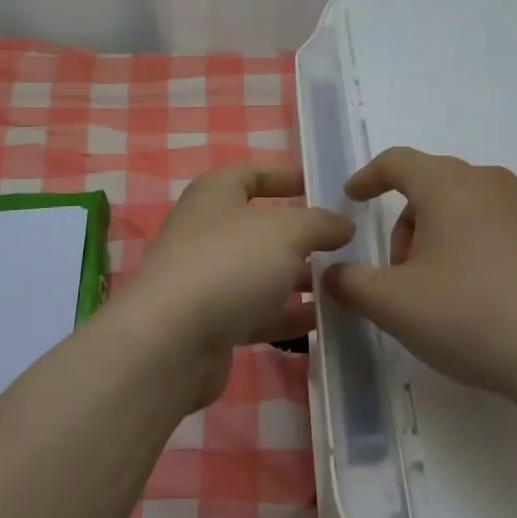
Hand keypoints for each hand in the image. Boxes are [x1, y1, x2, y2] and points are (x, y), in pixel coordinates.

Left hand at [114, 165, 352, 408]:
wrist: (170, 342)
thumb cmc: (229, 265)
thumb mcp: (286, 232)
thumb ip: (320, 223)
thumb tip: (344, 223)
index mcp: (215, 194)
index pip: (253, 175)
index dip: (286, 178)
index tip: (322, 189)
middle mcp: (207, 230)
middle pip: (261, 227)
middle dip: (303, 236)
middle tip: (346, 245)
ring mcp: (206, 278)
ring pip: (261, 272)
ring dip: (299, 278)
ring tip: (344, 285)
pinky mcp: (210, 321)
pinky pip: (257, 311)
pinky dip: (286, 314)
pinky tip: (322, 322)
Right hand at [325, 148, 516, 406]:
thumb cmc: (472, 317)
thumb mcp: (393, 305)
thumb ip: (350, 284)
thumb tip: (332, 274)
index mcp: (449, 185)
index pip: (397, 161)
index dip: (368, 177)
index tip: (353, 198)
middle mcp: (493, 183)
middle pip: (434, 188)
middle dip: (408, 224)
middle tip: (401, 274)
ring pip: (471, 209)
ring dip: (446, 238)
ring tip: (446, 292)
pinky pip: (506, 230)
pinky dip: (484, 250)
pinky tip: (490, 299)